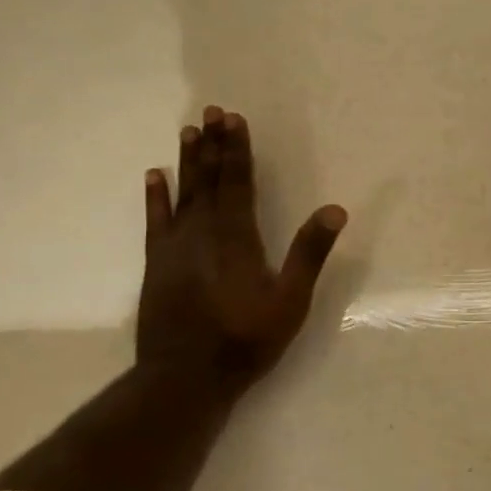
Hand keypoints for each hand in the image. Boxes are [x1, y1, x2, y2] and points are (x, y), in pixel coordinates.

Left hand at [139, 107, 346, 400]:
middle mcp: (203, 233)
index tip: (234, 119)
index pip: (238, 182)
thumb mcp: (290, 301)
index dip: (237, 150)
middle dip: (212, 145)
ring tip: (188, 130)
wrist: (184, 378)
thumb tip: (336, 210)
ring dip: (187, 161)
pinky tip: (154, 176)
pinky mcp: (157, 264)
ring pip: (183, 193)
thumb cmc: (245, 339)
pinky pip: (156, 221)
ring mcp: (175, 248)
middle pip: (209, 179)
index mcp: (237, 237)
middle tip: (211, 111)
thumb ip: (309, 254)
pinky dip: (156, 197)